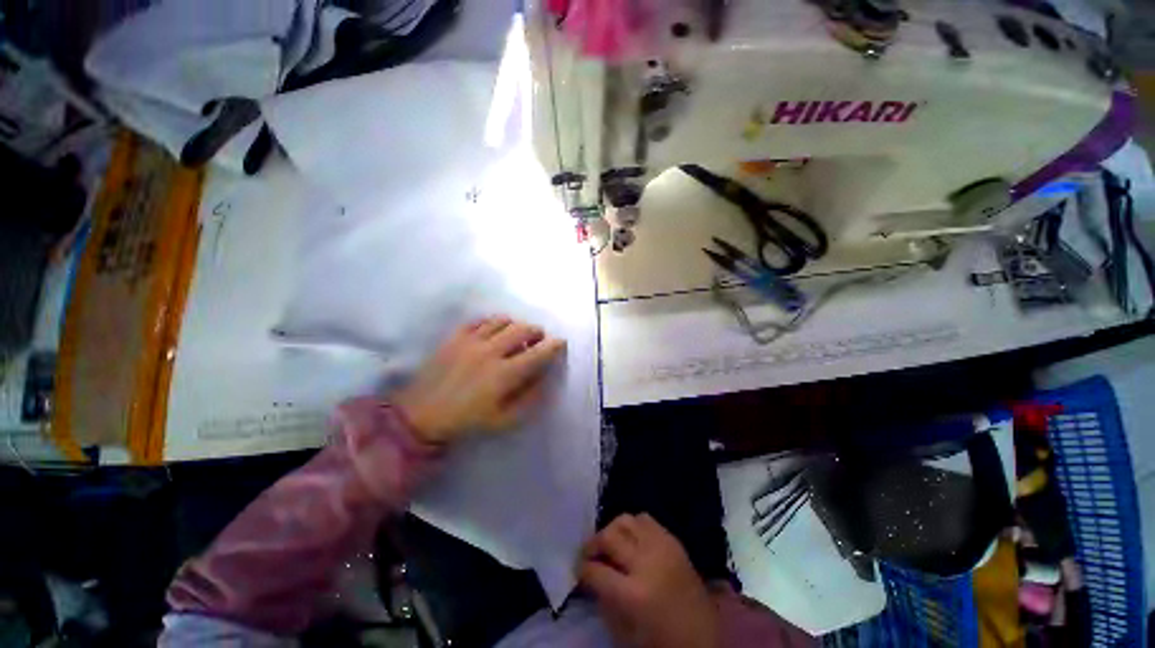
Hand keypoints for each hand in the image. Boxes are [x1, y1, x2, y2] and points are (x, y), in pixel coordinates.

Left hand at [393, 316, 565, 445]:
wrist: (422, 414)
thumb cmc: (467, 420)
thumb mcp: (505, 419)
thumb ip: (530, 397)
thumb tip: (545, 376)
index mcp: (505, 374)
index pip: (539, 353)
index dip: (554, 345)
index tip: (561, 343)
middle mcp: (491, 351)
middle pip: (523, 329)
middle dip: (537, 332)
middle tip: (538, 339)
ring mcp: (471, 341)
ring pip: (503, 320)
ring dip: (516, 325)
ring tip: (516, 335)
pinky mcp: (455, 336)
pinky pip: (480, 320)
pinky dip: (493, 322)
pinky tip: (493, 332)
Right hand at [578, 514, 719, 647]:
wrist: (704, 636)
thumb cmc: (661, 642)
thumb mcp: (625, 633)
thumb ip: (604, 601)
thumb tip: (590, 576)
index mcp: (634, 594)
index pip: (596, 570)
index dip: (582, 569)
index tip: (578, 569)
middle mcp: (646, 562)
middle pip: (609, 537)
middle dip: (592, 545)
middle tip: (589, 554)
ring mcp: (662, 547)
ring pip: (626, 520)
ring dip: (612, 530)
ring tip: (610, 544)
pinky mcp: (673, 540)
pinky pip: (646, 519)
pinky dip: (633, 526)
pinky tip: (631, 540)